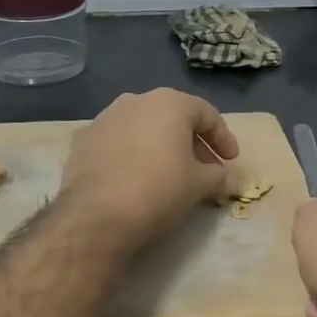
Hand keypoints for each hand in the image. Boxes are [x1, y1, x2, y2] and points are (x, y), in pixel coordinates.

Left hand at [63, 89, 239, 248]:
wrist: (97, 215)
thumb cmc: (159, 189)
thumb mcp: (200, 185)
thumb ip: (220, 177)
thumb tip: (234, 181)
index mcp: (169, 103)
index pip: (206, 114)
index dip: (223, 138)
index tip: (231, 161)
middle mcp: (135, 101)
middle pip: (173, 118)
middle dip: (192, 143)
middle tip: (205, 170)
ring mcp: (105, 118)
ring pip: (143, 128)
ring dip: (161, 147)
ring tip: (170, 174)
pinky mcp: (82, 141)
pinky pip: (117, 143)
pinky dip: (132, 155)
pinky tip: (135, 178)